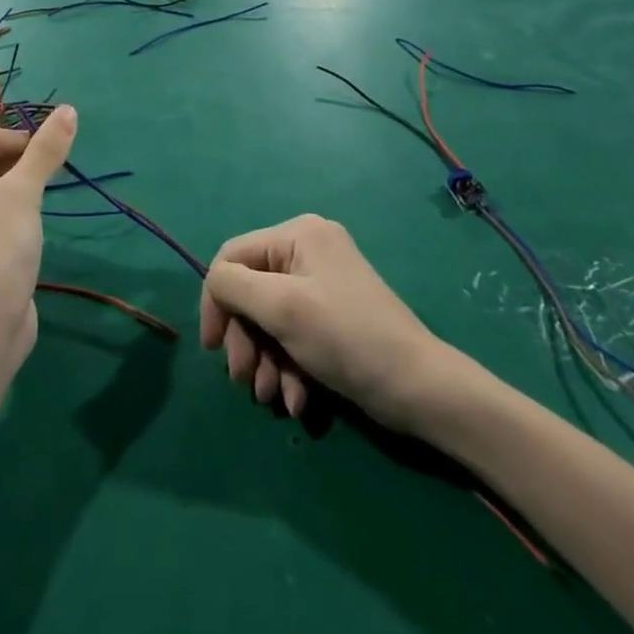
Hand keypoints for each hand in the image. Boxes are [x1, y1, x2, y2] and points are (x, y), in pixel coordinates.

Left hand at [0, 106, 76, 358]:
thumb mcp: (23, 194)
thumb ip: (45, 151)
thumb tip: (68, 109)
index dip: (9, 137)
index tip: (39, 156)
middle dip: (16, 160)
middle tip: (44, 177)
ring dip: (18, 184)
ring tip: (39, 201)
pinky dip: (13, 209)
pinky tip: (31, 226)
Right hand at [200, 214, 495, 436]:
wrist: (420, 389)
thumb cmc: (347, 338)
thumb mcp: (282, 308)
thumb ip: (234, 286)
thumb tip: (214, 283)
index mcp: (297, 234)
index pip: (233, 257)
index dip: (216, 300)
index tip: (212, 346)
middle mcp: (308, 250)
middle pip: (250, 292)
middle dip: (246, 340)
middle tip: (245, 380)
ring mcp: (322, 285)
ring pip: (269, 320)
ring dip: (265, 360)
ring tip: (272, 397)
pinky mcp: (332, 318)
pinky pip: (293, 335)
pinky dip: (288, 367)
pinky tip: (297, 399)